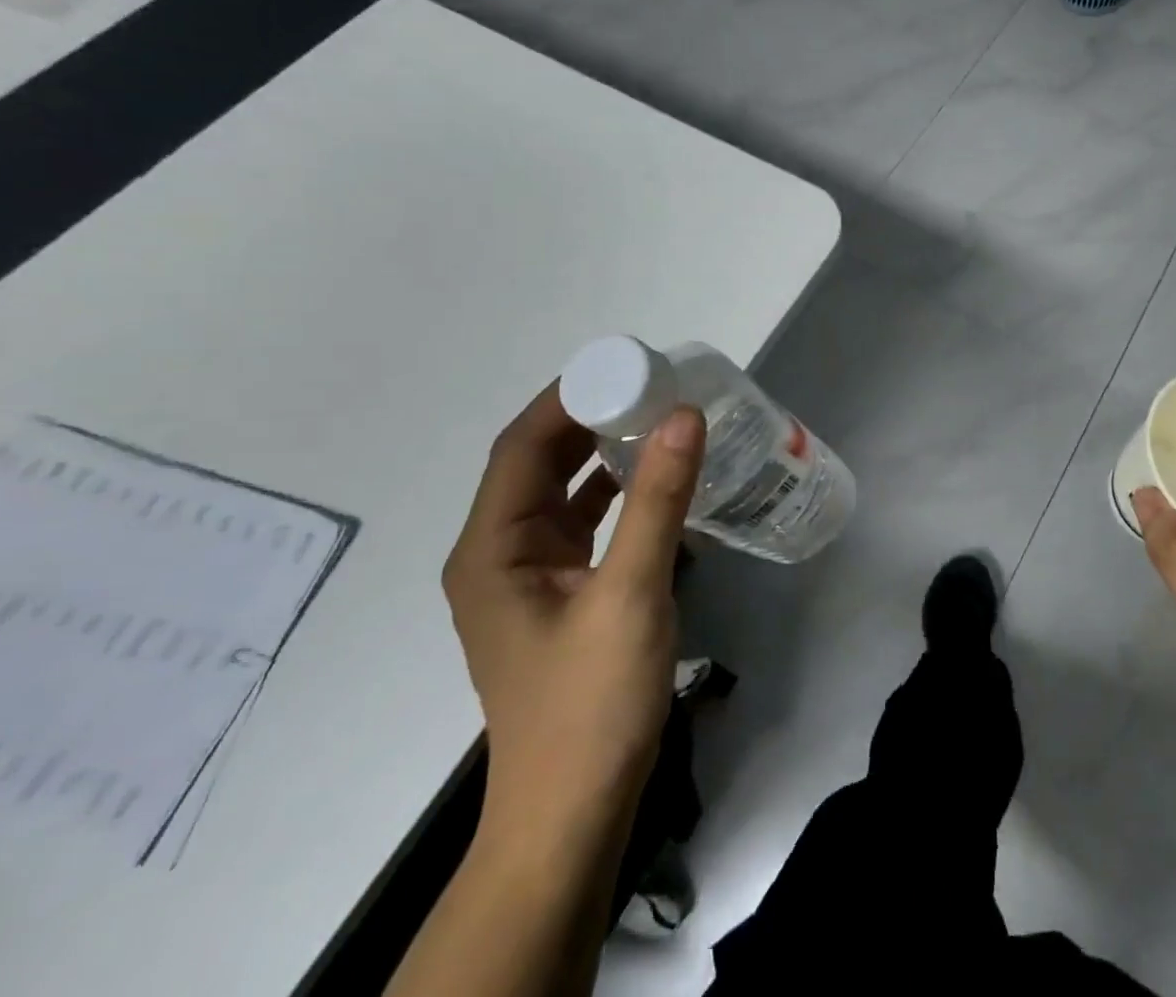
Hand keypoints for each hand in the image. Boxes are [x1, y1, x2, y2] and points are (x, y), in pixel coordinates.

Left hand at [442, 383, 704, 849]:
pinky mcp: (560, 594)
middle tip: (653, 384)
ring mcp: (529, 575)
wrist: (574, 810)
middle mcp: (499, 552)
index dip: (569, 396)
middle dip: (591, 417)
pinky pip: (584, 522)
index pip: (522, 445)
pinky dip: (616, 492)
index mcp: (492, 546)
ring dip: (604, 452)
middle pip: (539, 461)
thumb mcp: (630, 592)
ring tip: (658, 419)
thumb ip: (657, 500)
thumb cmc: (590, 702)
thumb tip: (683, 414)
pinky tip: (657, 480)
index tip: (629, 365)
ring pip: (563, 490)